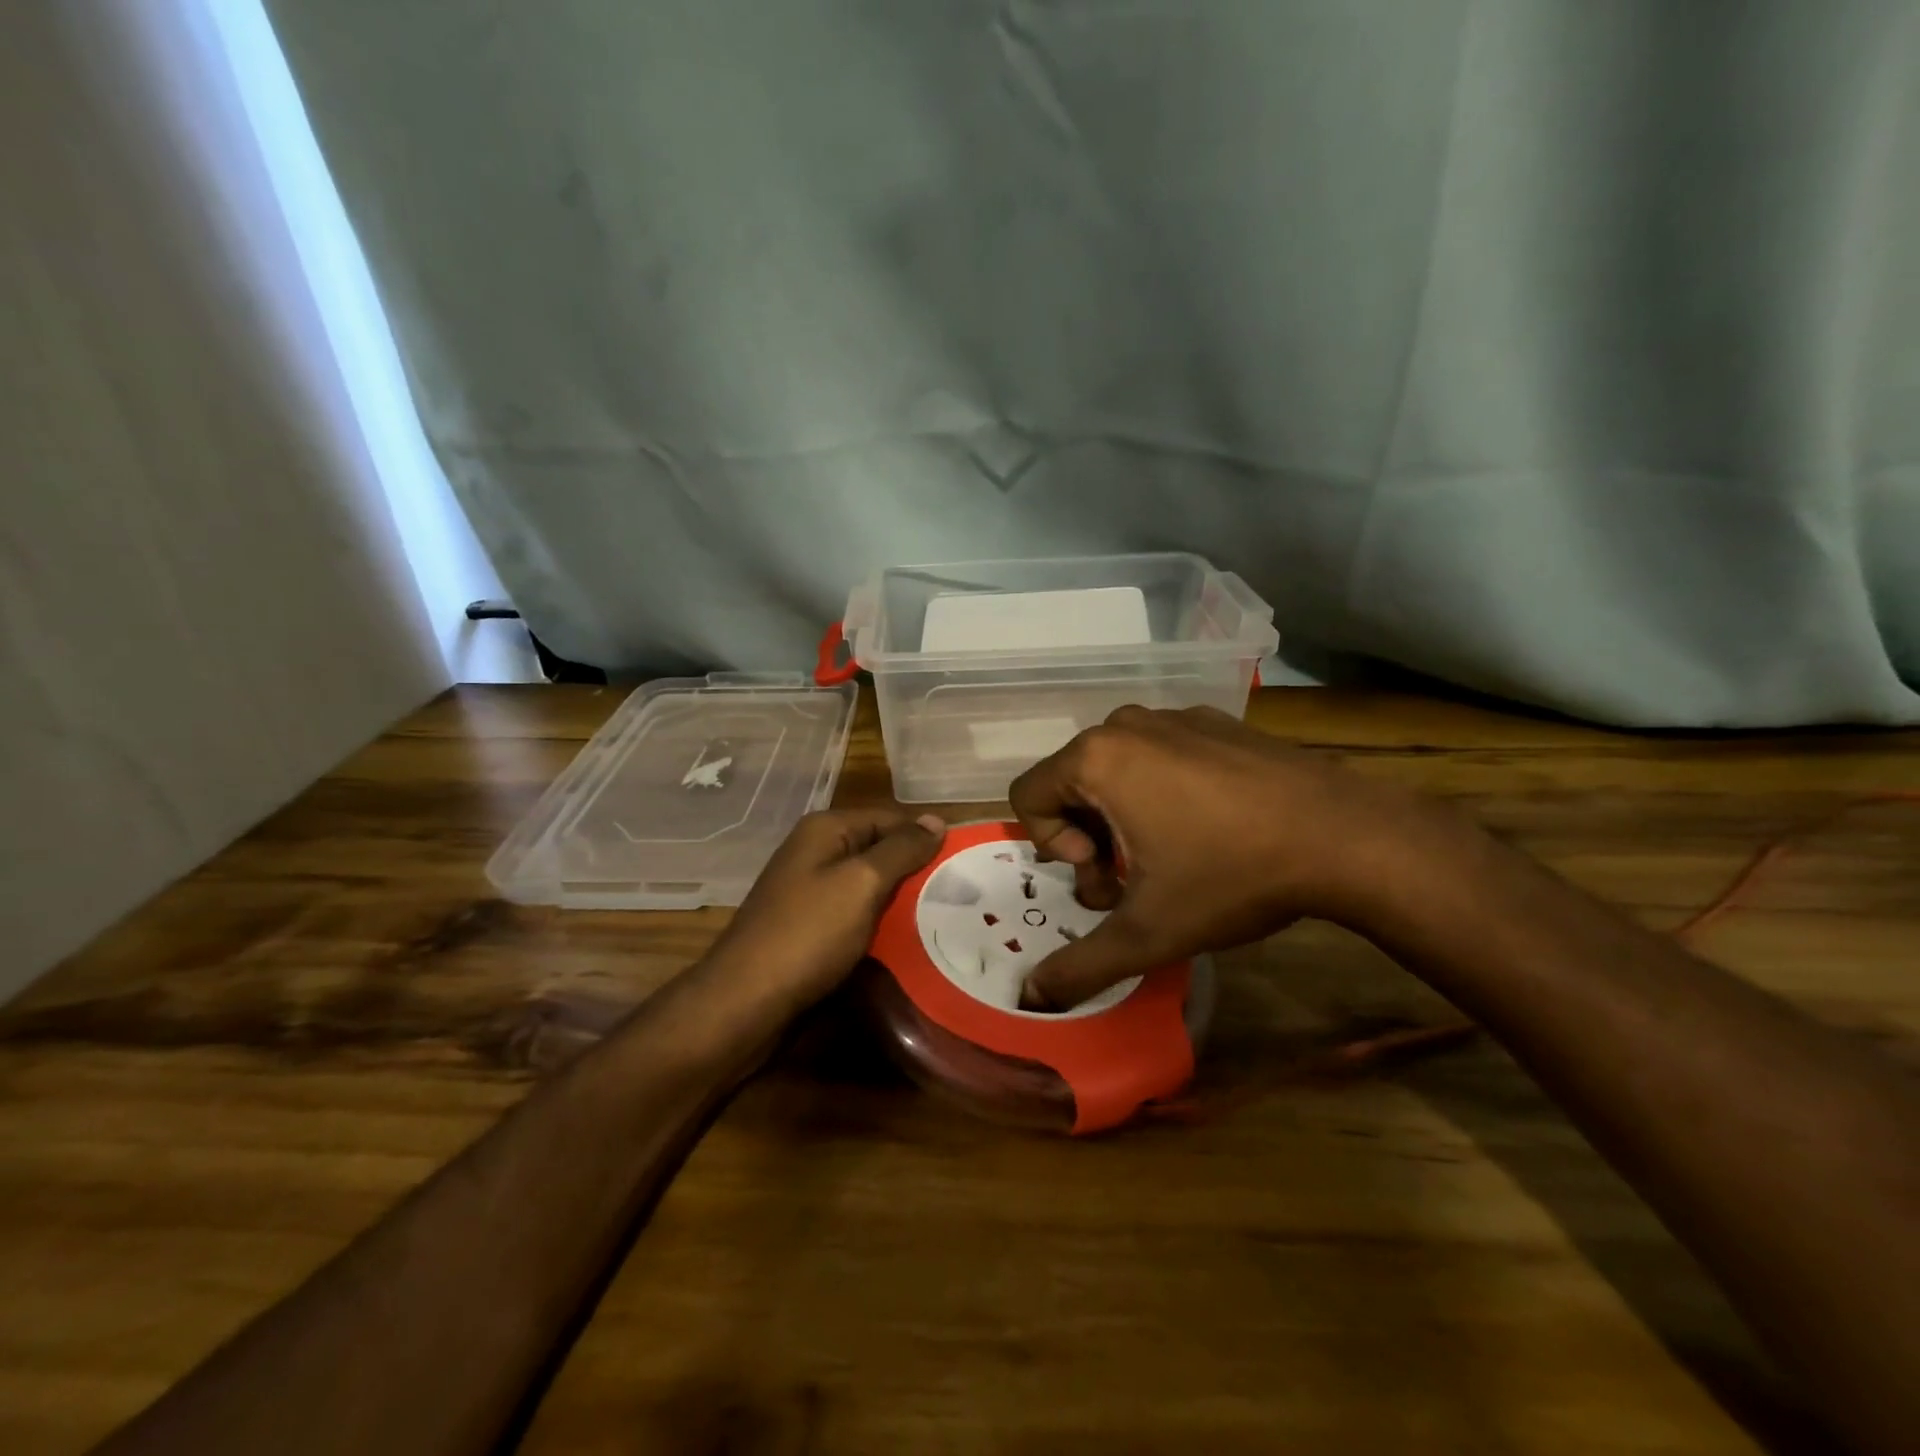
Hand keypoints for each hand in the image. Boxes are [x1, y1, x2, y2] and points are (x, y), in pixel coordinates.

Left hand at [705, 808, 946, 1013]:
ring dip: (901, 901)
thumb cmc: (808, 934)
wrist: (746, 1002)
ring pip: (870, 885)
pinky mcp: (810, 926)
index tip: (964, 863)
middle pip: (880, 850)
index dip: (925, 838)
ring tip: (943, 917)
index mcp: (825, 829)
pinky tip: (907, 940)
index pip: (890, 818)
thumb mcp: (861, 883)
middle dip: (916, 871)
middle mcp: (816, 851)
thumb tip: (937, 820)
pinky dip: (880, 923)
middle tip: (960, 894)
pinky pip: (855, 913)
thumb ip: (901, 849)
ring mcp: (809, 890)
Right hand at [1009, 705, 1448, 1008]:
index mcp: (1096, 758)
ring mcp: (1175, 716)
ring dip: (1124, 815)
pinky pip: (1161, 754)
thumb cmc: (1230, 875)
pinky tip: (1212, 826)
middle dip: (1089, 836)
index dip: (1054, 847)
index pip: (1028, 797)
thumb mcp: (1147, 932)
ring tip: (1174, 856)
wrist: (1345, 836)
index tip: (1106, 876)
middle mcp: (1126, 725)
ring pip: (1116, 768)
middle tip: (1135, 878)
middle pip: (1071, 783)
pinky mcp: (1215, 721)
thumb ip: (1080, 965)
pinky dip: (1163, 790)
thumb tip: (1030, 999)